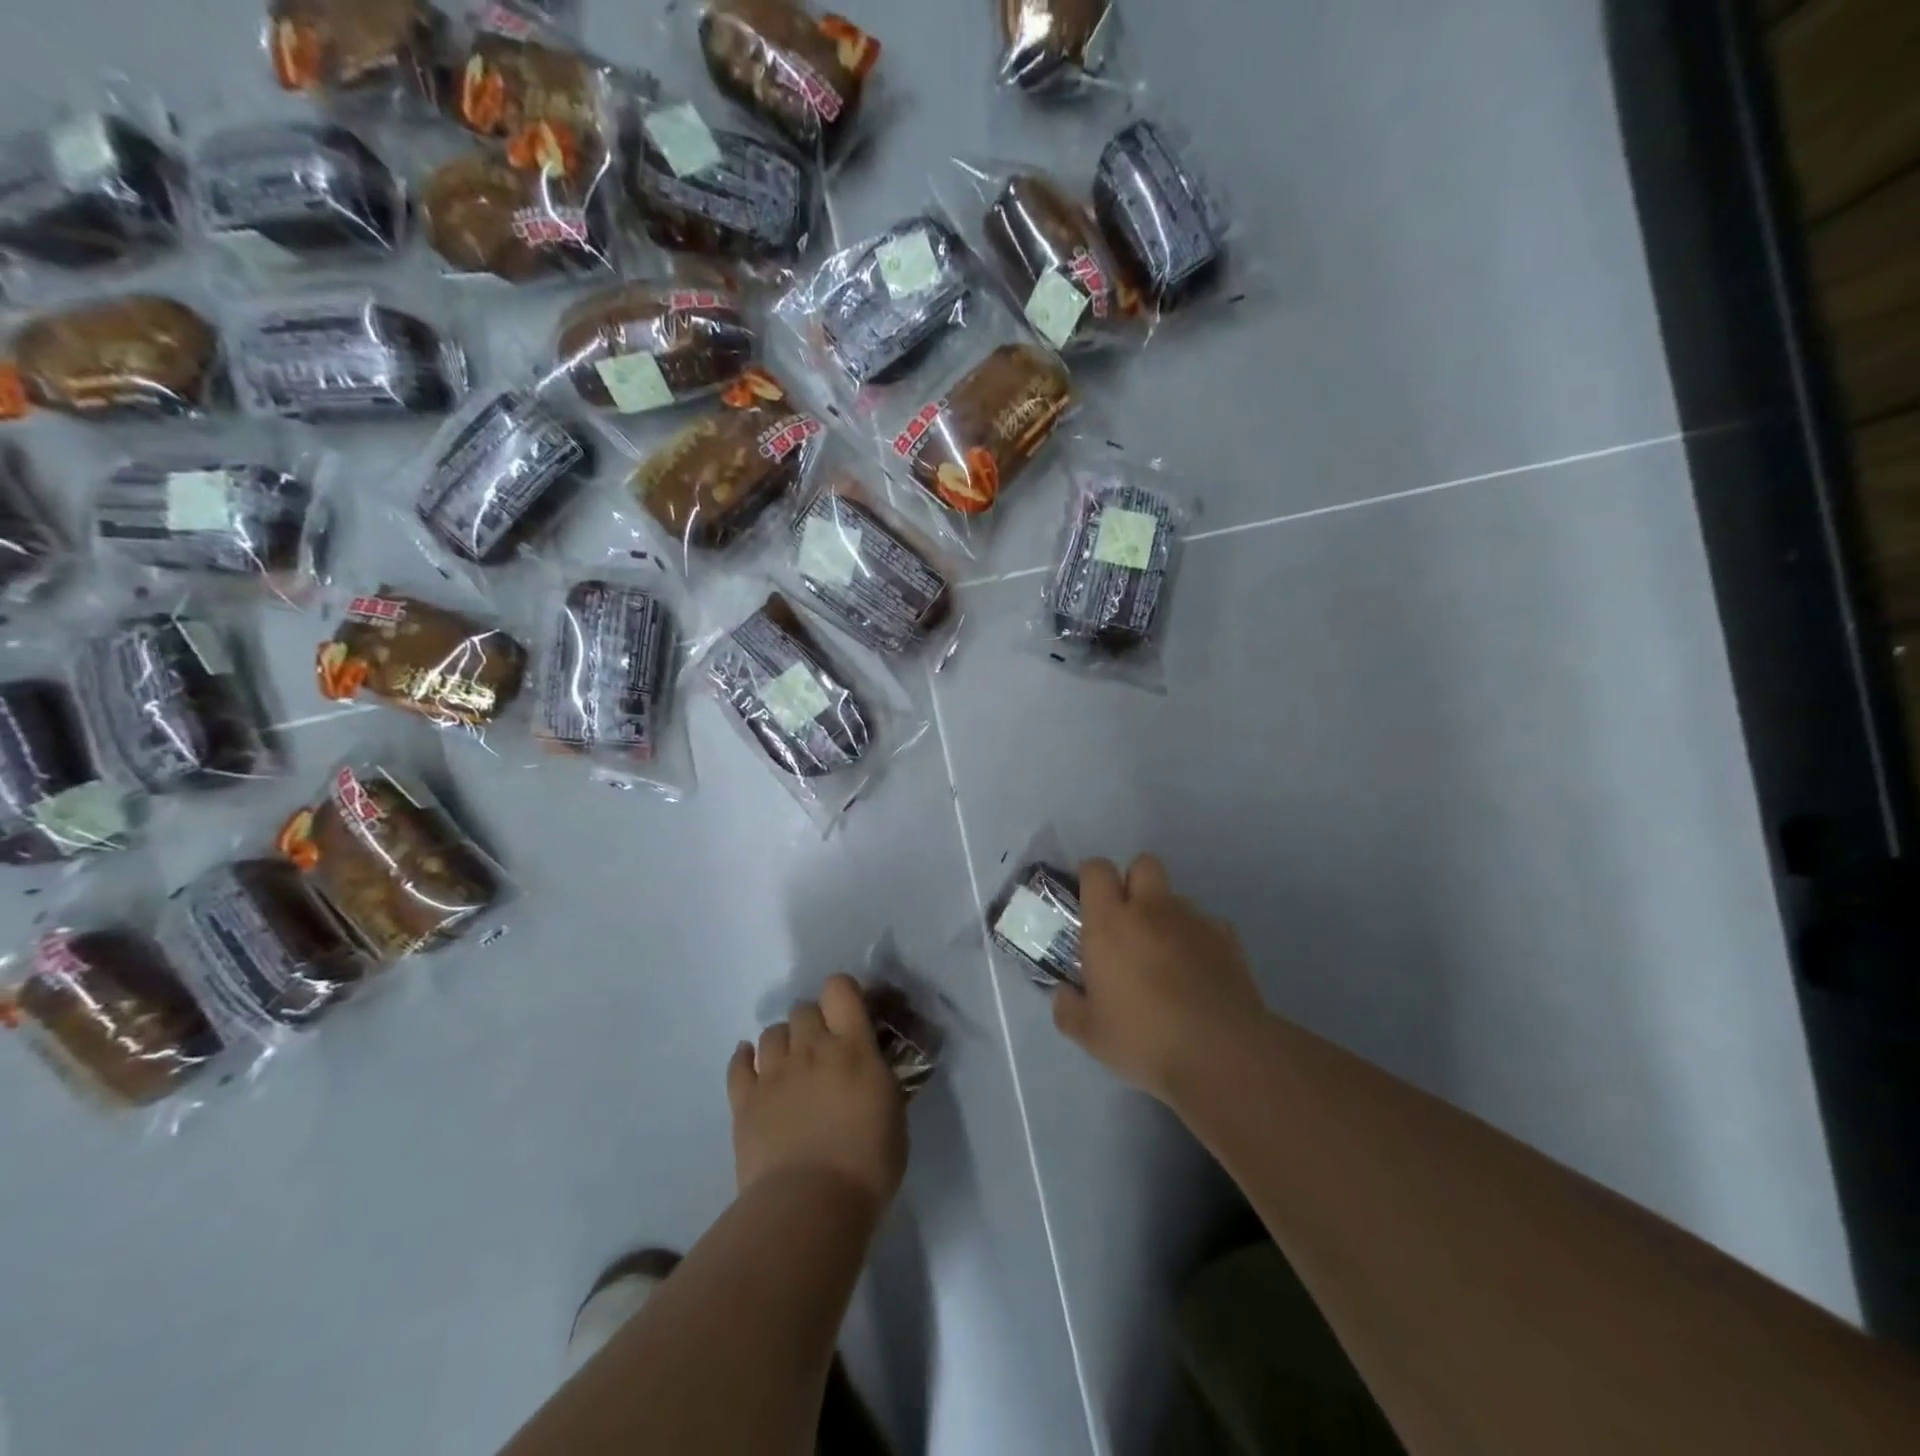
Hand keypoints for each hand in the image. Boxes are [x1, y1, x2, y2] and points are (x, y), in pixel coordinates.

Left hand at [728, 974, 907, 1210]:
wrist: (810, 1206)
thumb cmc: (867, 1164)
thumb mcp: (894, 1112)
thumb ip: (880, 1078)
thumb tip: (872, 1068)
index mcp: (852, 1046)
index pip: (840, 988)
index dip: (843, 993)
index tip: (851, 1014)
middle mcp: (810, 1047)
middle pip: (803, 1008)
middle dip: (813, 1022)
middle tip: (823, 1052)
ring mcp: (773, 1072)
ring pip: (771, 1032)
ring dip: (783, 1041)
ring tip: (790, 1066)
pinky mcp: (744, 1100)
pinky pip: (738, 1063)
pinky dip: (745, 1059)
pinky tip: (752, 1066)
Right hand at [1052, 855, 1267, 1101]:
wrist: (1222, 1054)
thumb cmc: (1145, 1038)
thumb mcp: (1090, 1035)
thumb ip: (1068, 1008)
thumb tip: (1064, 994)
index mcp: (1110, 923)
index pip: (1097, 870)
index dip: (1090, 877)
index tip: (1088, 900)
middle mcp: (1152, 910)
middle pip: (1143, 864)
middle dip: (1133, 881)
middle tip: (1127, 919)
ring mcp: (1194, 920)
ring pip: (1176, 897)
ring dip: (1166, 915)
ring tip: (1165, 957)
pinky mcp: (1228, 939)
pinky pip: (1207, 925)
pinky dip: (1198, 940)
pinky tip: (1198, 974)